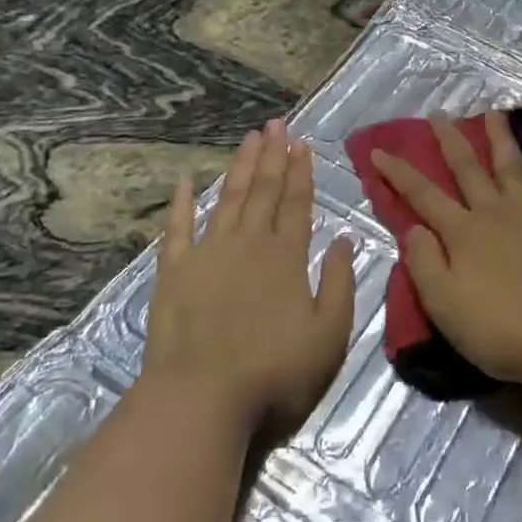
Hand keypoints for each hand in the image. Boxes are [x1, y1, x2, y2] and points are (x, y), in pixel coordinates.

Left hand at [145, 119, 356, 437]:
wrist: (202, 398)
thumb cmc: (275, 371)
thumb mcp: (329, 334)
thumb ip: (340, 282)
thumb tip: (346, 238)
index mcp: (287, 256)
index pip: (297, 203)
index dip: (301, 172)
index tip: (302, 143)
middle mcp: (249, 243)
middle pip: (264, 191)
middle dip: (273, 156)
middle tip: (276, 124)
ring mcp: (208, 253)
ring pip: (228, 199)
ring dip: (240, 167)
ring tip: (249, 138)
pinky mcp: (174, 272)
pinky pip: (178, 228)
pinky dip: (182, 203)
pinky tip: (185, 181)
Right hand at [371, 111, 521, 392]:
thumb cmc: (500, 329)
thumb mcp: (445, 305)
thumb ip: (424, 263)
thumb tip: (415, 227)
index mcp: (463, 232)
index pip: (423, 195)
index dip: (398, 173)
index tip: (378, 151)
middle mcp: (496, 213)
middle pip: (468, 169)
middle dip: (449, 140)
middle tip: (439, 113)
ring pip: (513, 168)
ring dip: (501, 139)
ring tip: (496, 113)